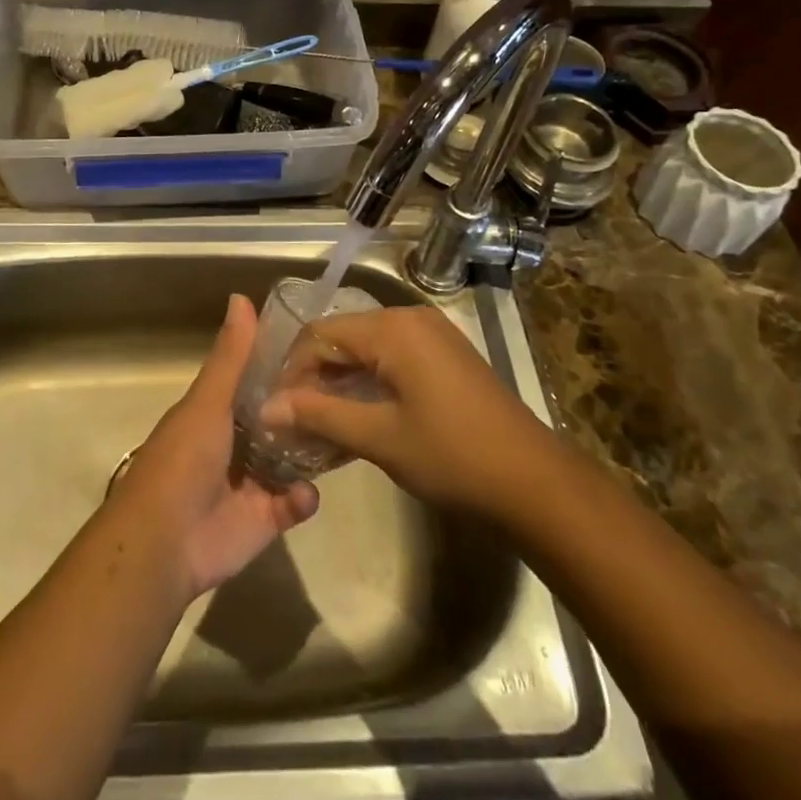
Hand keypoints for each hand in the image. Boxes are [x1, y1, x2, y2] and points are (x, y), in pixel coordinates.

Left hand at [109, 294, 318, 599]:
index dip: (285, 367)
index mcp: (218, 411)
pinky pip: (295, 502)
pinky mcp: (265, 518)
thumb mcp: (208, 401)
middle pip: (280, 419)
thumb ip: (231, 357)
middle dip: (307, 409)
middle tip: (348, 393)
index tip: (322, 351)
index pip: (257, 381)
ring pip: (292, 459)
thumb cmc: (183, 460)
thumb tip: (241, 297)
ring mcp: (252, 481)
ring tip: (345, 434)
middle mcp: (237, 442)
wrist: (165, 542)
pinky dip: (304, 497)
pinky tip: (306, 492)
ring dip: (313, 450)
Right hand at [262, 305, 550, 514]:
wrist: (534, 481)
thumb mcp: (379, 437)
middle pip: (343, 337)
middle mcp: (410, 318)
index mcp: (392, 329)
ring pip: (367, 349)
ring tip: (320, 423)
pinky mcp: (445, 355)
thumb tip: (266, 409)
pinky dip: (369, 382)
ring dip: (341, 382)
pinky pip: (392, 357)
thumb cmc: (452, 456)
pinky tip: (358, 416)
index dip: (293, 370)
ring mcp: (432, 335)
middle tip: (295, 419)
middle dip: (315, 376)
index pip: (320, 334)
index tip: (277, 410)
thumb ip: (319, 416)